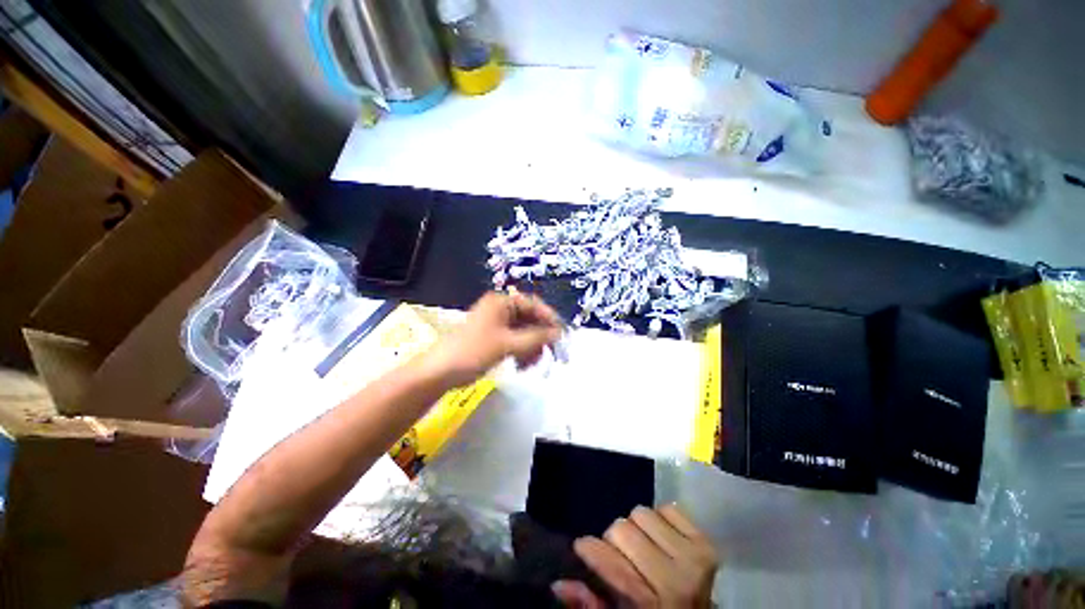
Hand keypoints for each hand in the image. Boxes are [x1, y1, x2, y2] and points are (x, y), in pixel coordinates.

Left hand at [421, 292, 563, 387]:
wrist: (441, 371)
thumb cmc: (474, 351)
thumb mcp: (508, 344)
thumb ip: (537, 338)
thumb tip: (559, 333)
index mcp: (501, 302)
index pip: (533, 304)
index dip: (549, 318)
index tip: (562, 334)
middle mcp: (500, 309)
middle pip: (529, 319)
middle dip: (540, 337)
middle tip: (550, 353)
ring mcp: (496, 323)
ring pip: (523, 332)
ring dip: (532, 347)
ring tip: (533, 363)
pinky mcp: (493, 337)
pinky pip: (515, 340)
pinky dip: (522, 351)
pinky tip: (523, 364)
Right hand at [553, 505, 718, 608]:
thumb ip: (590, 603)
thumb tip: (558, 581)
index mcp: (650, 604)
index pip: (607, 560)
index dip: (588, 549)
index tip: (583, 548)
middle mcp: (675, 579)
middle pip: (621, 528)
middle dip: (615, 540)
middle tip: (622, 556)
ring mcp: (694, 557)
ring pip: (641, 512)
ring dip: (637, 527)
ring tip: (645, 548)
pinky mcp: (705, 542)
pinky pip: (668, 507)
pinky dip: (661, 519)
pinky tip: (664, 540)